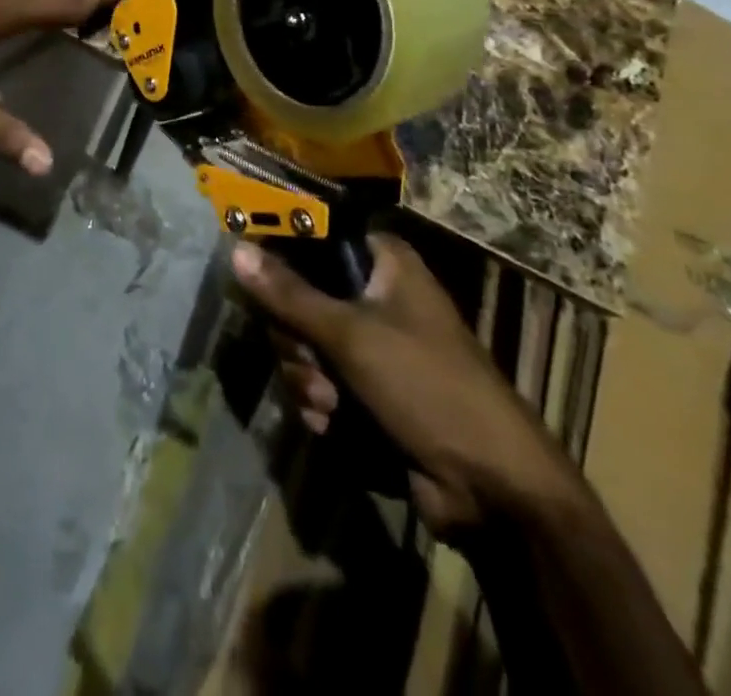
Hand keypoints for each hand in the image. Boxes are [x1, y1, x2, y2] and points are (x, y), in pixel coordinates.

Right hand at [232, 235, 581, 537]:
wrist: (493, 491)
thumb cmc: (428, 388)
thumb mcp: (351, 335)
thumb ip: (289, 294)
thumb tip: (237, 250)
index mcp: (384, 264)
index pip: (315, 238)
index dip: (282, 258)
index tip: (259, 283)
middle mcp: (375, 296)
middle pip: (299, 297)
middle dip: (296, 340)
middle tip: (312, 360)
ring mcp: (370, 346)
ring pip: (304, 345)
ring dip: (307, 379)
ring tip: (332, 404)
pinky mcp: (367, 391)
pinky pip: (318, 383)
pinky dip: (321, 406)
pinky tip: (336, 424)